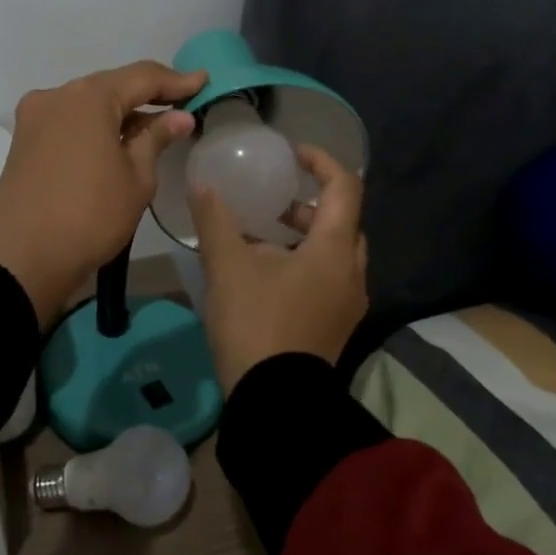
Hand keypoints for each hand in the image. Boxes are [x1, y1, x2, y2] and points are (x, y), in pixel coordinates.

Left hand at [0, 60, 209, 328]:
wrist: (23, 258)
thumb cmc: (91, 216)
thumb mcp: (136, 179)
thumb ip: (156, 138)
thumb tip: (179, 117)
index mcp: (89, 98)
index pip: (142, 77)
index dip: (176, 80)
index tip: (203, 81)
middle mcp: (57, 95)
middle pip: (111, 86)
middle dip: (147, 94)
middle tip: (182, 103)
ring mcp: (35, 117)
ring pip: (88, 103)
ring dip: (120, 111)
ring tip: (154, 125)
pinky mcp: (24, 140)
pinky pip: (69, 120)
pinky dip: (96, 125)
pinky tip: (116, 139)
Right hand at [189, 145, 369, 391]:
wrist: (275, 401)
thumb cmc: (256, 323)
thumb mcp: (228, 267)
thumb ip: (215, 220)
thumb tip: (203, 185)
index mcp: (335, 249)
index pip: (345, 187)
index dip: (322, 162)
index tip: (293, 154)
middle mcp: (352, 272)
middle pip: (343, 222)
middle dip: (310, 205)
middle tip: (275, 202)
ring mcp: (348, 303)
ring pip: (336, 254)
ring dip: (306, 237)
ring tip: (262, 240)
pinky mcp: (337, 326)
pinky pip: (329, 280)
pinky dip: (306, 264)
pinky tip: (267, 277)